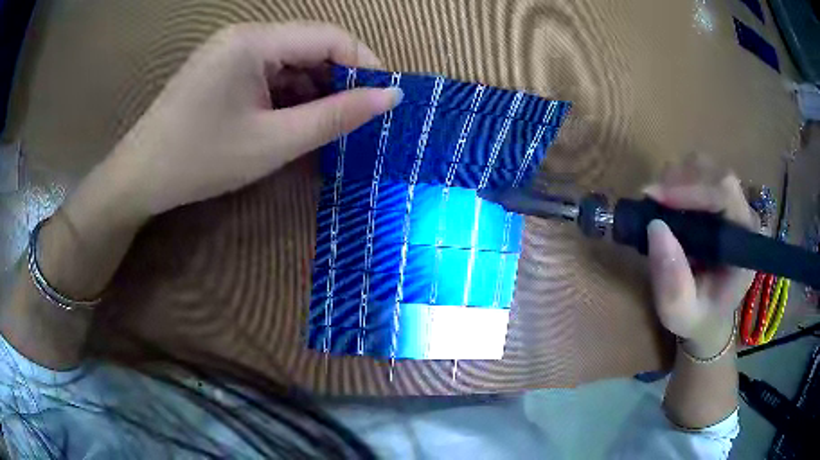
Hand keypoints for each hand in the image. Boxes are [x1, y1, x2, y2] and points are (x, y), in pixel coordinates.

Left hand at [106, 22, 401, 218]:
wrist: (140, 178)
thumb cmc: (201, 160)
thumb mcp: (274, 142)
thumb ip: (336, 116)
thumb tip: (391, 97)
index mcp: (254, 41)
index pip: (329, 36)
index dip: (364, 63)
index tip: (385, 99)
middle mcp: (244, 35)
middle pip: (309, 45)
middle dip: (338, 79)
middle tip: (356, 118)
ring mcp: (230, 51)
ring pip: (290, 61)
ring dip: (313, 89)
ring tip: (325, 125)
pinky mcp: (222, 68)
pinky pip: (268, 73)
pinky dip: (287, 95)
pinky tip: (291, 121)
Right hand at [643, 154, 756, 356]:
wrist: (710, 316)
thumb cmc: (698, 318)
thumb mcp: (681, 314)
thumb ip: (672, 283)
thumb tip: (655, 228)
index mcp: (746, 243)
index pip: (725, 194)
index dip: (691, 189)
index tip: (655, 197)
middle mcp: (745, 215)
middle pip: (716, 173)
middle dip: (680, 181)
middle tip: (650, 200)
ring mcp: (735, 204)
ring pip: (707, 167)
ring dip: (677, 178)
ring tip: (657, 203)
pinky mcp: (722, 199)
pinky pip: (699, 172)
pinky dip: (678, 179)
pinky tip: (666, 202)